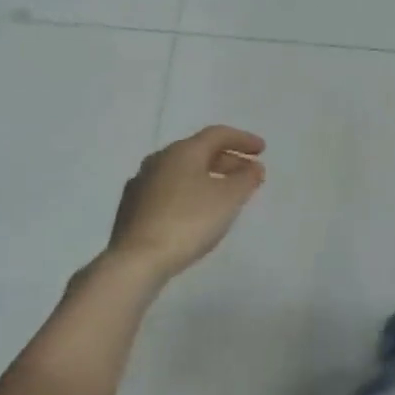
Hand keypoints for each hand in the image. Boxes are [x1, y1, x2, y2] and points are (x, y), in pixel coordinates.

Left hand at [104, 126, 264, 279]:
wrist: (136, 259)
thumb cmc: (188, 222)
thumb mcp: (228, 199)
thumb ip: (246, 179)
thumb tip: (253, 168)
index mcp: (182, 151)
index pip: (217, 134)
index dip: (242, 140)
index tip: (262, 150)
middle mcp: (159, 160)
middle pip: (199, 152)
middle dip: (227, 160)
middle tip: (248, 174)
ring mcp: (141, 183)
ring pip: (182, 172)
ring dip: (208, 177)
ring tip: (225, 194)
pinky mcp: (132, 208)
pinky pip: (168, 190)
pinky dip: (189, 192)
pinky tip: (196, 212)